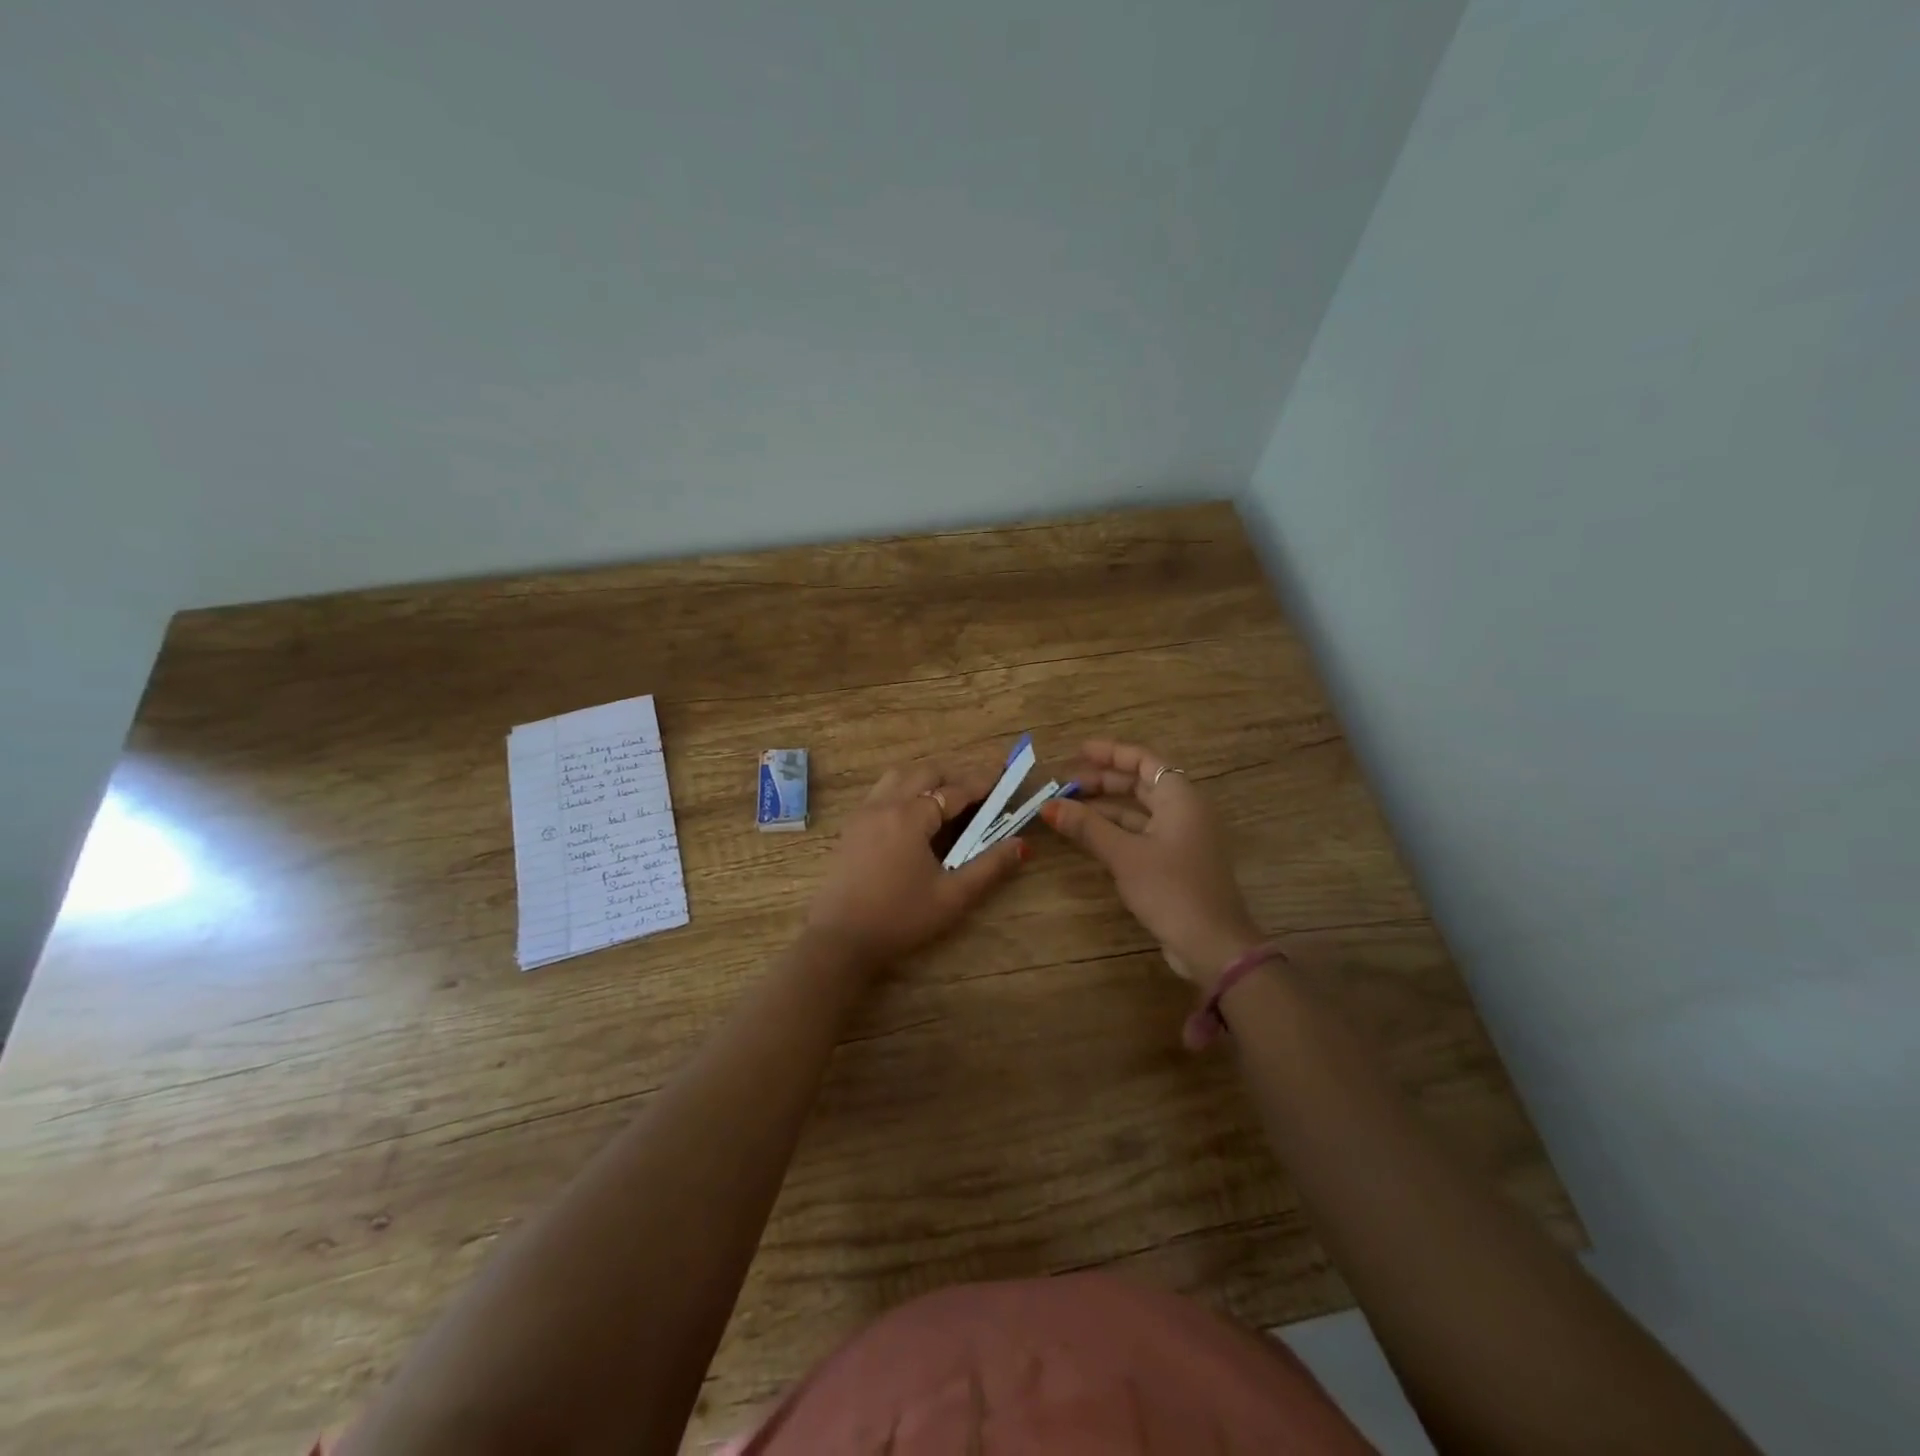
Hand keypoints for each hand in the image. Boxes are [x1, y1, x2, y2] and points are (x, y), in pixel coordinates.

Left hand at [806, 760, 1026, 968]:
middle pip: (924, 774)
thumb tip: (1020, 844)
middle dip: (954, 776)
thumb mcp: (952, 896)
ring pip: (898, 777)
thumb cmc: (900, 918)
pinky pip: (881, 792)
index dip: (981, 784)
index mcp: (910, 816)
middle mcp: (884, 805)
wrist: (840, 939)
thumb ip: (989, 867)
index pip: (954, 790)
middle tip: (979, 789)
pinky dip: (903, 789)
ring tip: (946, 797)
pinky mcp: (850, 828)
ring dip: (925, 779)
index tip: (1003, 778)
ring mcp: (863, 814)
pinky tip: (914, 814)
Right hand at [1041, 739, 1262, 988]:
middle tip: (1065, 784)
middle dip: (1102, 780)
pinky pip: (1140, 833)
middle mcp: (1184, 810)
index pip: (1143, 760)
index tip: (1077, 752)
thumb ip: (1087, 827)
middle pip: (1140, 783)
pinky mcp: (1174, 862)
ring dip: (1104, 807)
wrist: (1212, 944)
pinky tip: (1087, 835)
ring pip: (1138, 810)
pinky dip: (1114, 830)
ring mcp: (1181, 837)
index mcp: (1180, 798)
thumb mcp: (1124, 855)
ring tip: (1068, 807)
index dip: (1110, 752)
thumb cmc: (1171, 889)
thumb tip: (1048, 805)